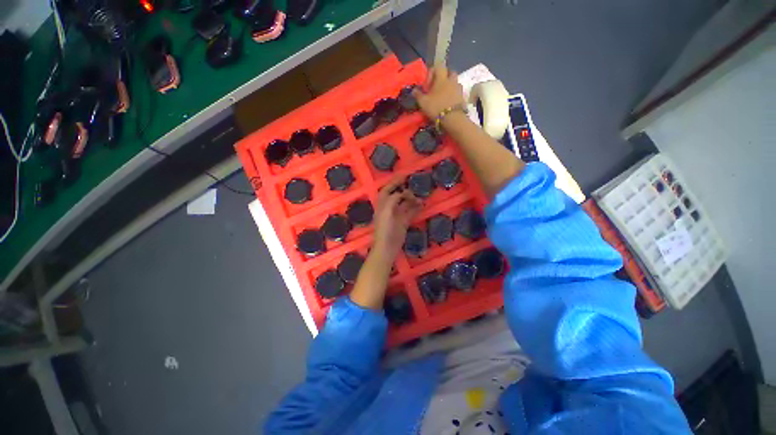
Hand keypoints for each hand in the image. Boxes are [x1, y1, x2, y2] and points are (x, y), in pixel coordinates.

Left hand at [372, 178, 422, 260]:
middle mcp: (389, 208)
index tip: (403, 177)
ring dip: (412, 200)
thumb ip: (393, 200)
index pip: (387, 190)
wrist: (388, 246)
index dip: (394, 183)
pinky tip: (422, 205)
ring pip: (405, 204)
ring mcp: (397, 215)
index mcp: (382, 205)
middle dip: (405, 191)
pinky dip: (416, 208)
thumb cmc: (385, 228)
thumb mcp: (386, 211)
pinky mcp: (403, 222)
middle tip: (414, 189)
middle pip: (397, 196)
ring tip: (420, 199)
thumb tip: (402, 193)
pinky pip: (410, 212)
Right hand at [413, 66, 465, 119]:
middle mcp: (451, 81)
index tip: (428, 82)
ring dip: (450, 85)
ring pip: (455, 82)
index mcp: (442, 79)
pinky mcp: (462, 98)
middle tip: (437, 86)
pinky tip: (448, 101)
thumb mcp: (423, 102)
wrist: (452, 118)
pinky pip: (457, 92)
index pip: (439, 67)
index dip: (432, 72)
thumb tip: (414, 90)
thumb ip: (418, 95)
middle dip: (444, 76)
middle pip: (450, 72)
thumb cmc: (436, 107)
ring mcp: (458, 89)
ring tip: (443, 95)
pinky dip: (453, 94)